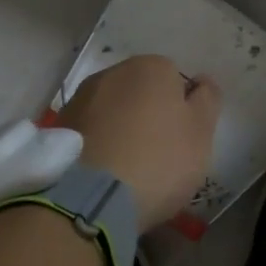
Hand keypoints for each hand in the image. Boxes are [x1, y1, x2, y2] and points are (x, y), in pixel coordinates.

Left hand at [57, 56, 221, 230]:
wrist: (92, 197)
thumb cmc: (159, 161)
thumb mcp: (201, 133)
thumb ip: (207, 100)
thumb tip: (201, 81)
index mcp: (151, 67)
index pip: (174, 79)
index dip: (181, 109)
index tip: (181, 140)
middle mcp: (112, 73)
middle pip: (139, 91)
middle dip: (148, 114)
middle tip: (157, 155)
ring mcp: (80, 98)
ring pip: (112, 110)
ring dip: (120, 128)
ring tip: (127, 167)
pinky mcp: (59, 126)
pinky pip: (90, 131)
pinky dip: (98, 144)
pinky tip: (104, 172)